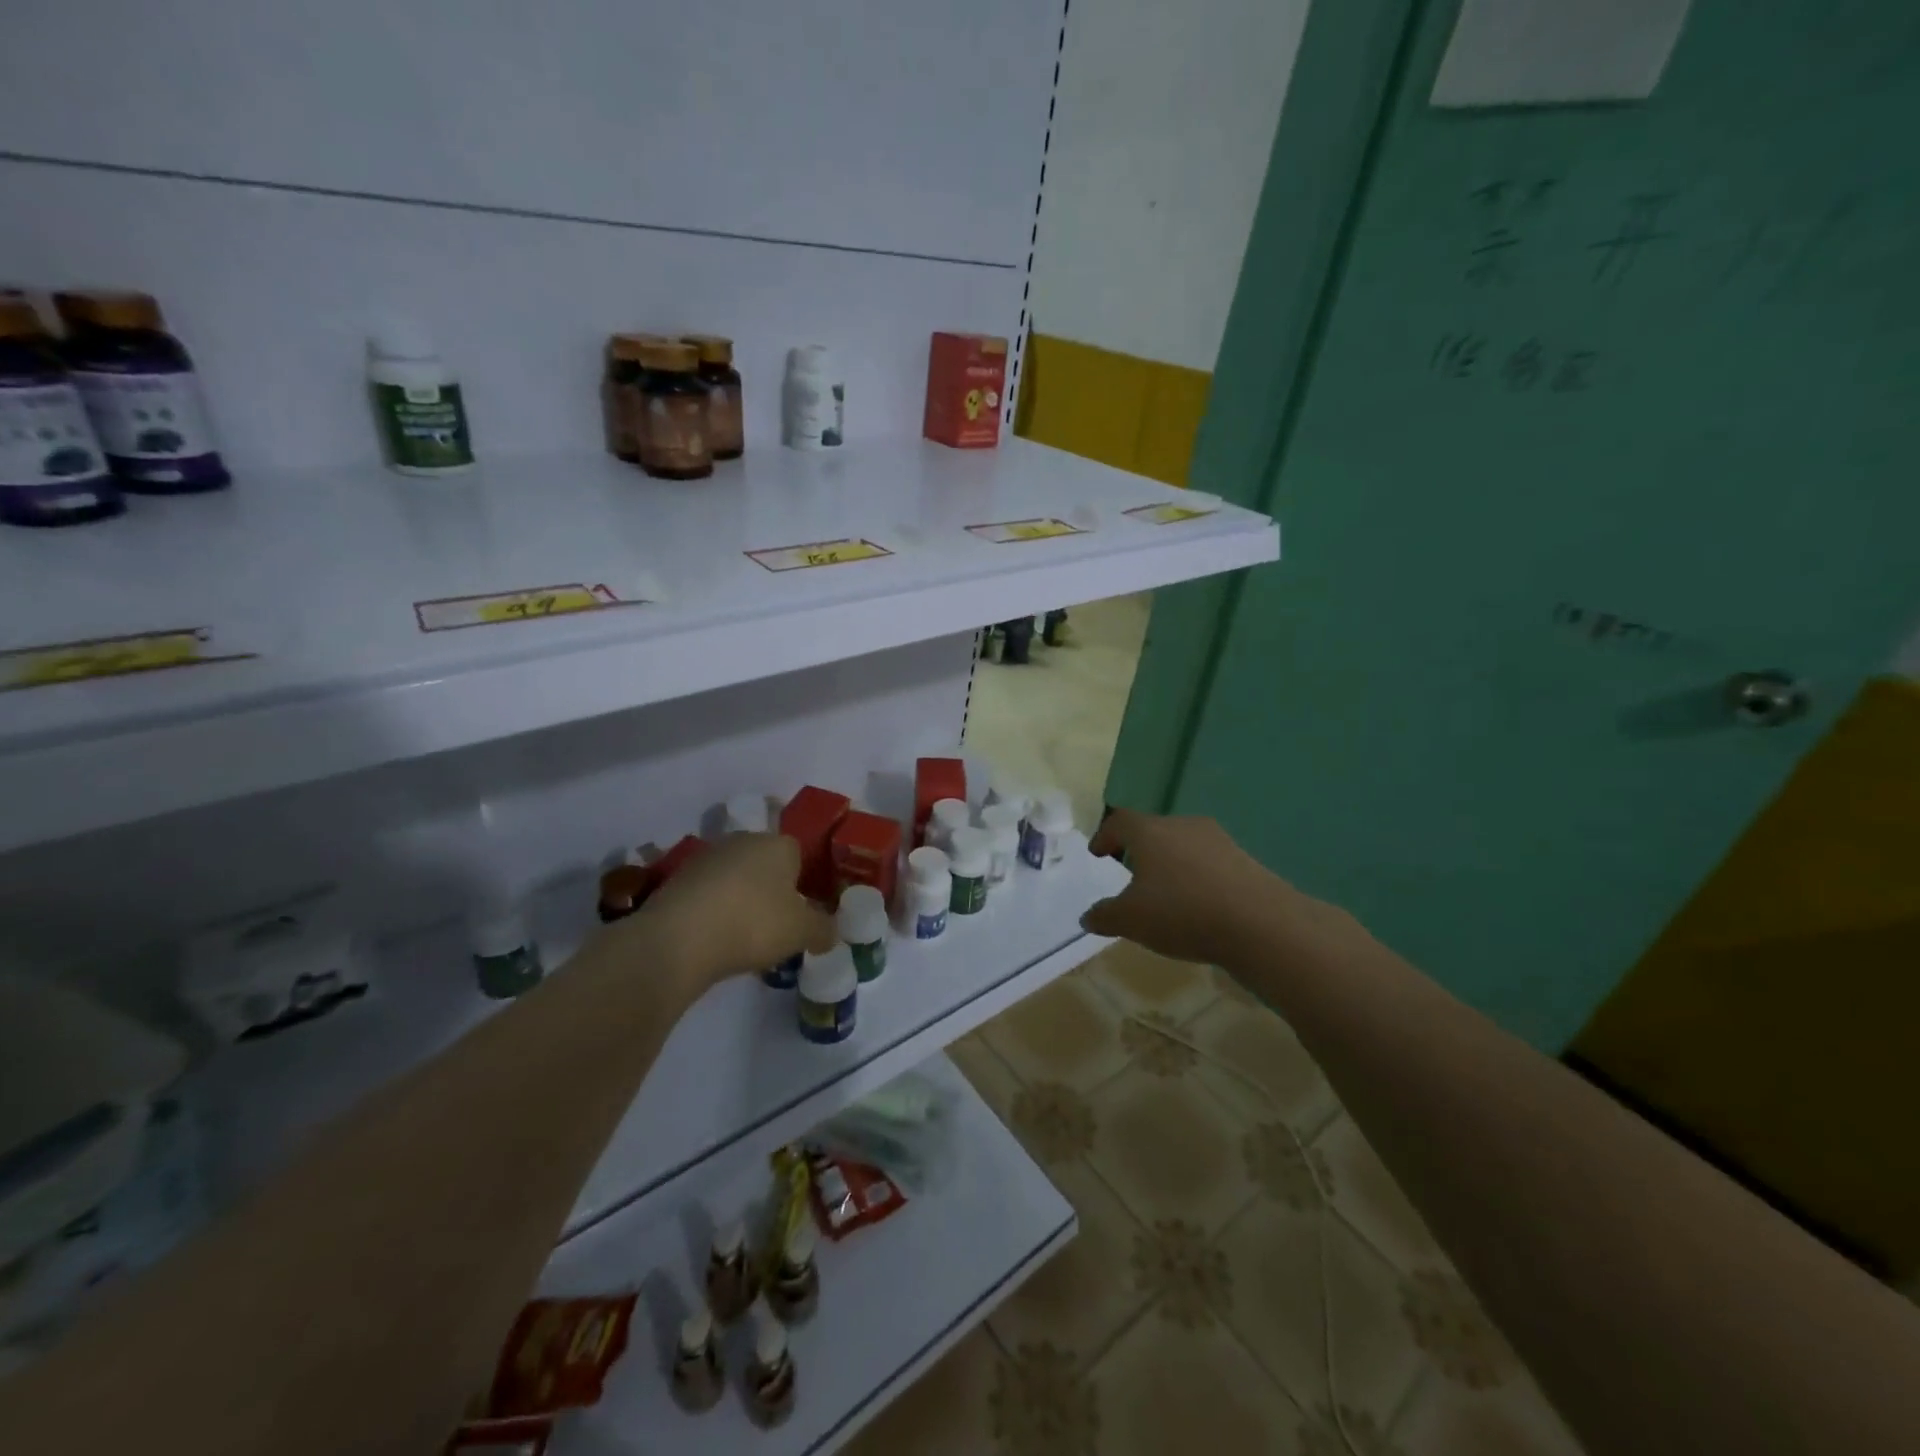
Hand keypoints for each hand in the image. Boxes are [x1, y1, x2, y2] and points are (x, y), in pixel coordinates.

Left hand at [616, 833, 836, 995]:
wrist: (678, 939)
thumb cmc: (753, 924)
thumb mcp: (802, 932)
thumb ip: (823, 929)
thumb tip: (831, 932)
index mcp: (779, 844)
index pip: (800, 854)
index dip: (804, 883)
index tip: (802, 913)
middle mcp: (743, 840)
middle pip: (766, 863)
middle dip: (772, 890)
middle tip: (776, 925)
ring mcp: (707, 856)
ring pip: (735, 877)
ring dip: (741, 899)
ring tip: (743, 936)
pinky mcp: (678, 878)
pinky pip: (709, 893)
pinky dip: (714, 910)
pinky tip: (714, 937)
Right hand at [1081, 809, 1330, 966]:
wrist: (1260, 924)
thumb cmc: (1182, 912)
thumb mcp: (1131, 920)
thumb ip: (1104, 916)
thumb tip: (1087, 917)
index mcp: (1149, 831)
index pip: (1119, 821)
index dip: (1105, 835)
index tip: (1097, 853)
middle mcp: (1183, 826)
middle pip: (1153, 829)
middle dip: (1138, 849)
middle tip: (1129, 872)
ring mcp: (1218, 840)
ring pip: (1183, 845)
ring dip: (1170, 863)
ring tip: (1165, 891)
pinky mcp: (1244, 859)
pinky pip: (1209, 862)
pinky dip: (1196, 877)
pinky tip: (1198, 904)